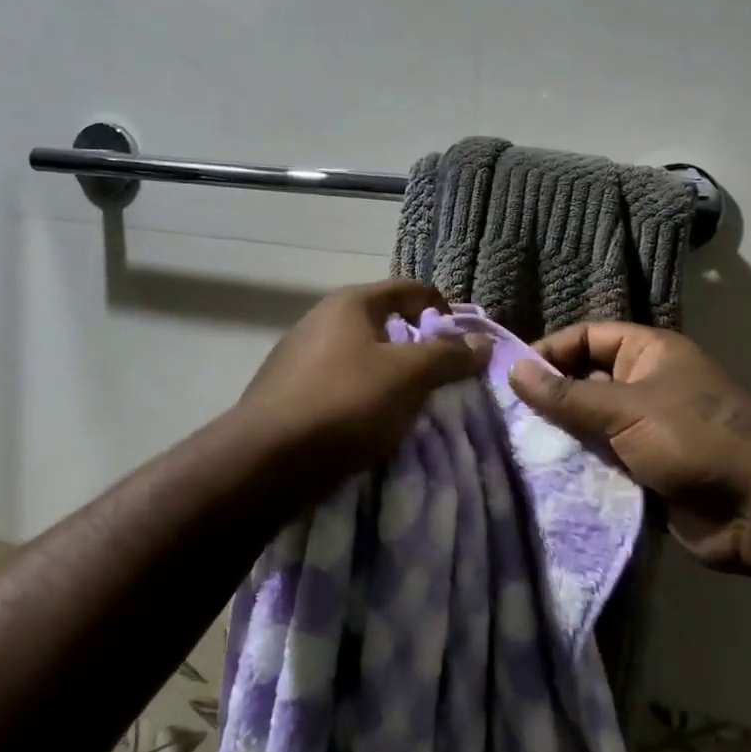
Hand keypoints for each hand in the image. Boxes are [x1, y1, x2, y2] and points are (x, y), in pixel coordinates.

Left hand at [239, 281, 491, 481]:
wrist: (266, 462)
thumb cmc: (346, 403)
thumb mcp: (408, 376)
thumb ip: (448, 356)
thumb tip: (484, 342)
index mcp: (350, 303)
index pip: (410, 289)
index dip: (444, 310)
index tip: (466, 345)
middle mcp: (321, 319)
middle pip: (385, 323)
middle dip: (419, 349)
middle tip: (443, 380)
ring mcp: (299, 356)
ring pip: (362, 358)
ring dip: (391, 377)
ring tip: (412, 407)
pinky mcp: (288, 392)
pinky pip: (340, 385)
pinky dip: (363, 398)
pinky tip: (371, 426)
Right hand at [508, 323, 750, 576]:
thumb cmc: (693, 436)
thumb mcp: (625, 408)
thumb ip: (567, 395)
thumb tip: (513, 371)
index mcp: (649, 353)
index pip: (588, 338)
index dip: (551, 350)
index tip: (511, 374)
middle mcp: (646, 384)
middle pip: (586, 382)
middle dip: (550, 398)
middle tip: (505, 415)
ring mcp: (647, 429)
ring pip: (591, 425)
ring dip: (561, 436)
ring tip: (515, 446)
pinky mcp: (646, 469)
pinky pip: (603, 460)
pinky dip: (579, 466)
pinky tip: (543, 475)